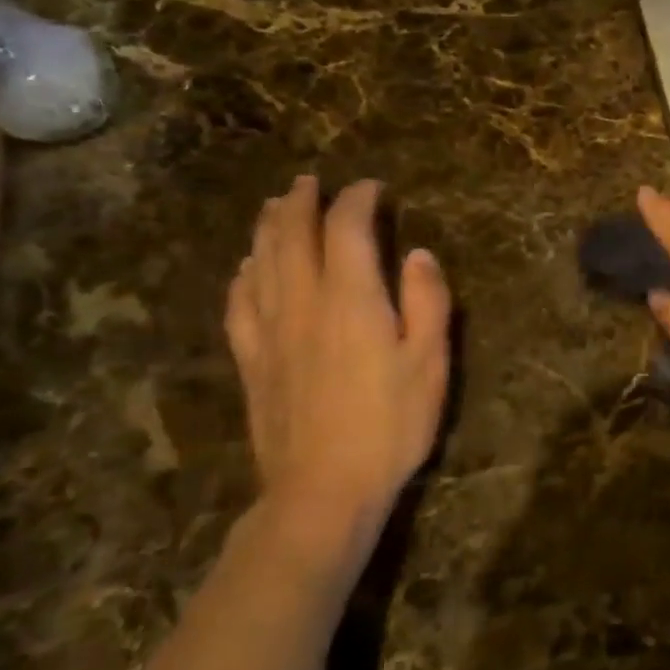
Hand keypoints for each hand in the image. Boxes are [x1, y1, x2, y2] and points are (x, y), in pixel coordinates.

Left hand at [225, 176, 451, 570]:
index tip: (372, 187)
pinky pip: (239, 302)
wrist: (323, 488)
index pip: (347, 228)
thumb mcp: (430, 364)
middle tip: (310, 182)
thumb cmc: (391, 425)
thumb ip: (427, 302)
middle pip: (291, 235)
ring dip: (268, 227)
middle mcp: (303, 301)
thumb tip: (418, 255)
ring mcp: (269, 330)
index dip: (358, 200)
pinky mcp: (251, 359)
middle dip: (301, 202)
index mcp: (351, 298)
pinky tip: (248, 268)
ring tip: (274, 206)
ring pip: (260, 261)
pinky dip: (244, 273)